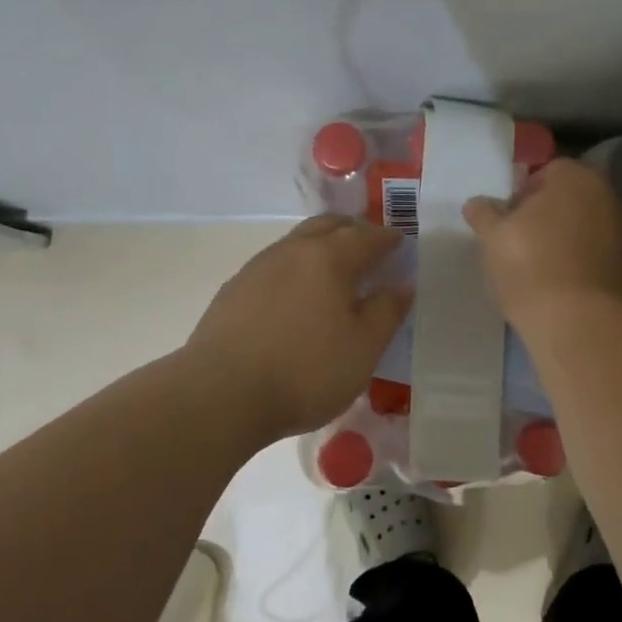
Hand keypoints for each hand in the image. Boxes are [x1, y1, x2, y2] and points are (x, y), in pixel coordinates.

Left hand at [186, 216, 411, 440]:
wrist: (220, 395)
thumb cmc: (306, 371)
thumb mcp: (363, 348)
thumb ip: (386, 311)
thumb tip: (401, 285)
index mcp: (328, 258)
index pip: (366, 236)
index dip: (387, 238)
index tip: (399, 243)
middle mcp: (291, 252)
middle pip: (326, 226)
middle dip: (352, 230)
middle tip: (369, 246)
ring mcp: (256, 269)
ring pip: (296, 243)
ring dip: (321, 246)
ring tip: (334, 271)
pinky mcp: (233, 292)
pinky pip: (274, 266)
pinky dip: (296, 268)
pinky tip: (296, 297)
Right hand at [463, 159, 621, 326]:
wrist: (580, 323)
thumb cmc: (530, 266)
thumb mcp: (493, 238)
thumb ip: (484, 215)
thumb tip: (476, 204)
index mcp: (576, 177)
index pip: (546, 173)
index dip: (523, 195)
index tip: (507, 222)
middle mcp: (610, 196)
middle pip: (572, 199)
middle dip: (549, 216)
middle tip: (522, 244)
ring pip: (589, 228)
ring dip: (570, 240)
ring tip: (543, 269)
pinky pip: (602, 257)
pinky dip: (586, 264)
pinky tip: (566, 288)